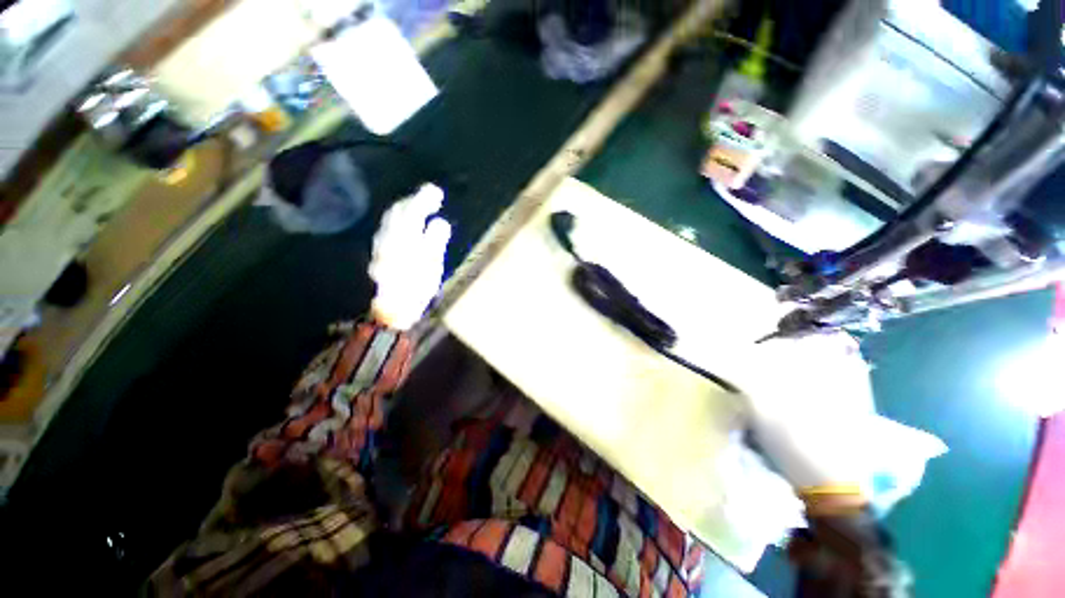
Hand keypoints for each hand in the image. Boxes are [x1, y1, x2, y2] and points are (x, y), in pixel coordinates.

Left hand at [368, 184, 450, 329]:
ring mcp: (382, 244)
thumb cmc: (415, 288)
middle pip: (399, 211)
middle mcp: (389, 235)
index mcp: (403, 237)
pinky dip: (403, 220)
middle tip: (432, 196)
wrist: (392, 308)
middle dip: (415, 200)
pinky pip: (391, 227)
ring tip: (422, 206)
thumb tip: (440, 222)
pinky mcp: (381, 252)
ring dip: (407, 208)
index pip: (412, 211)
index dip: (424, 199)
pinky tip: (410, 224)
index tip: (437, 192)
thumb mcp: (431, 266)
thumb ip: (434, 241)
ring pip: (393, 219)